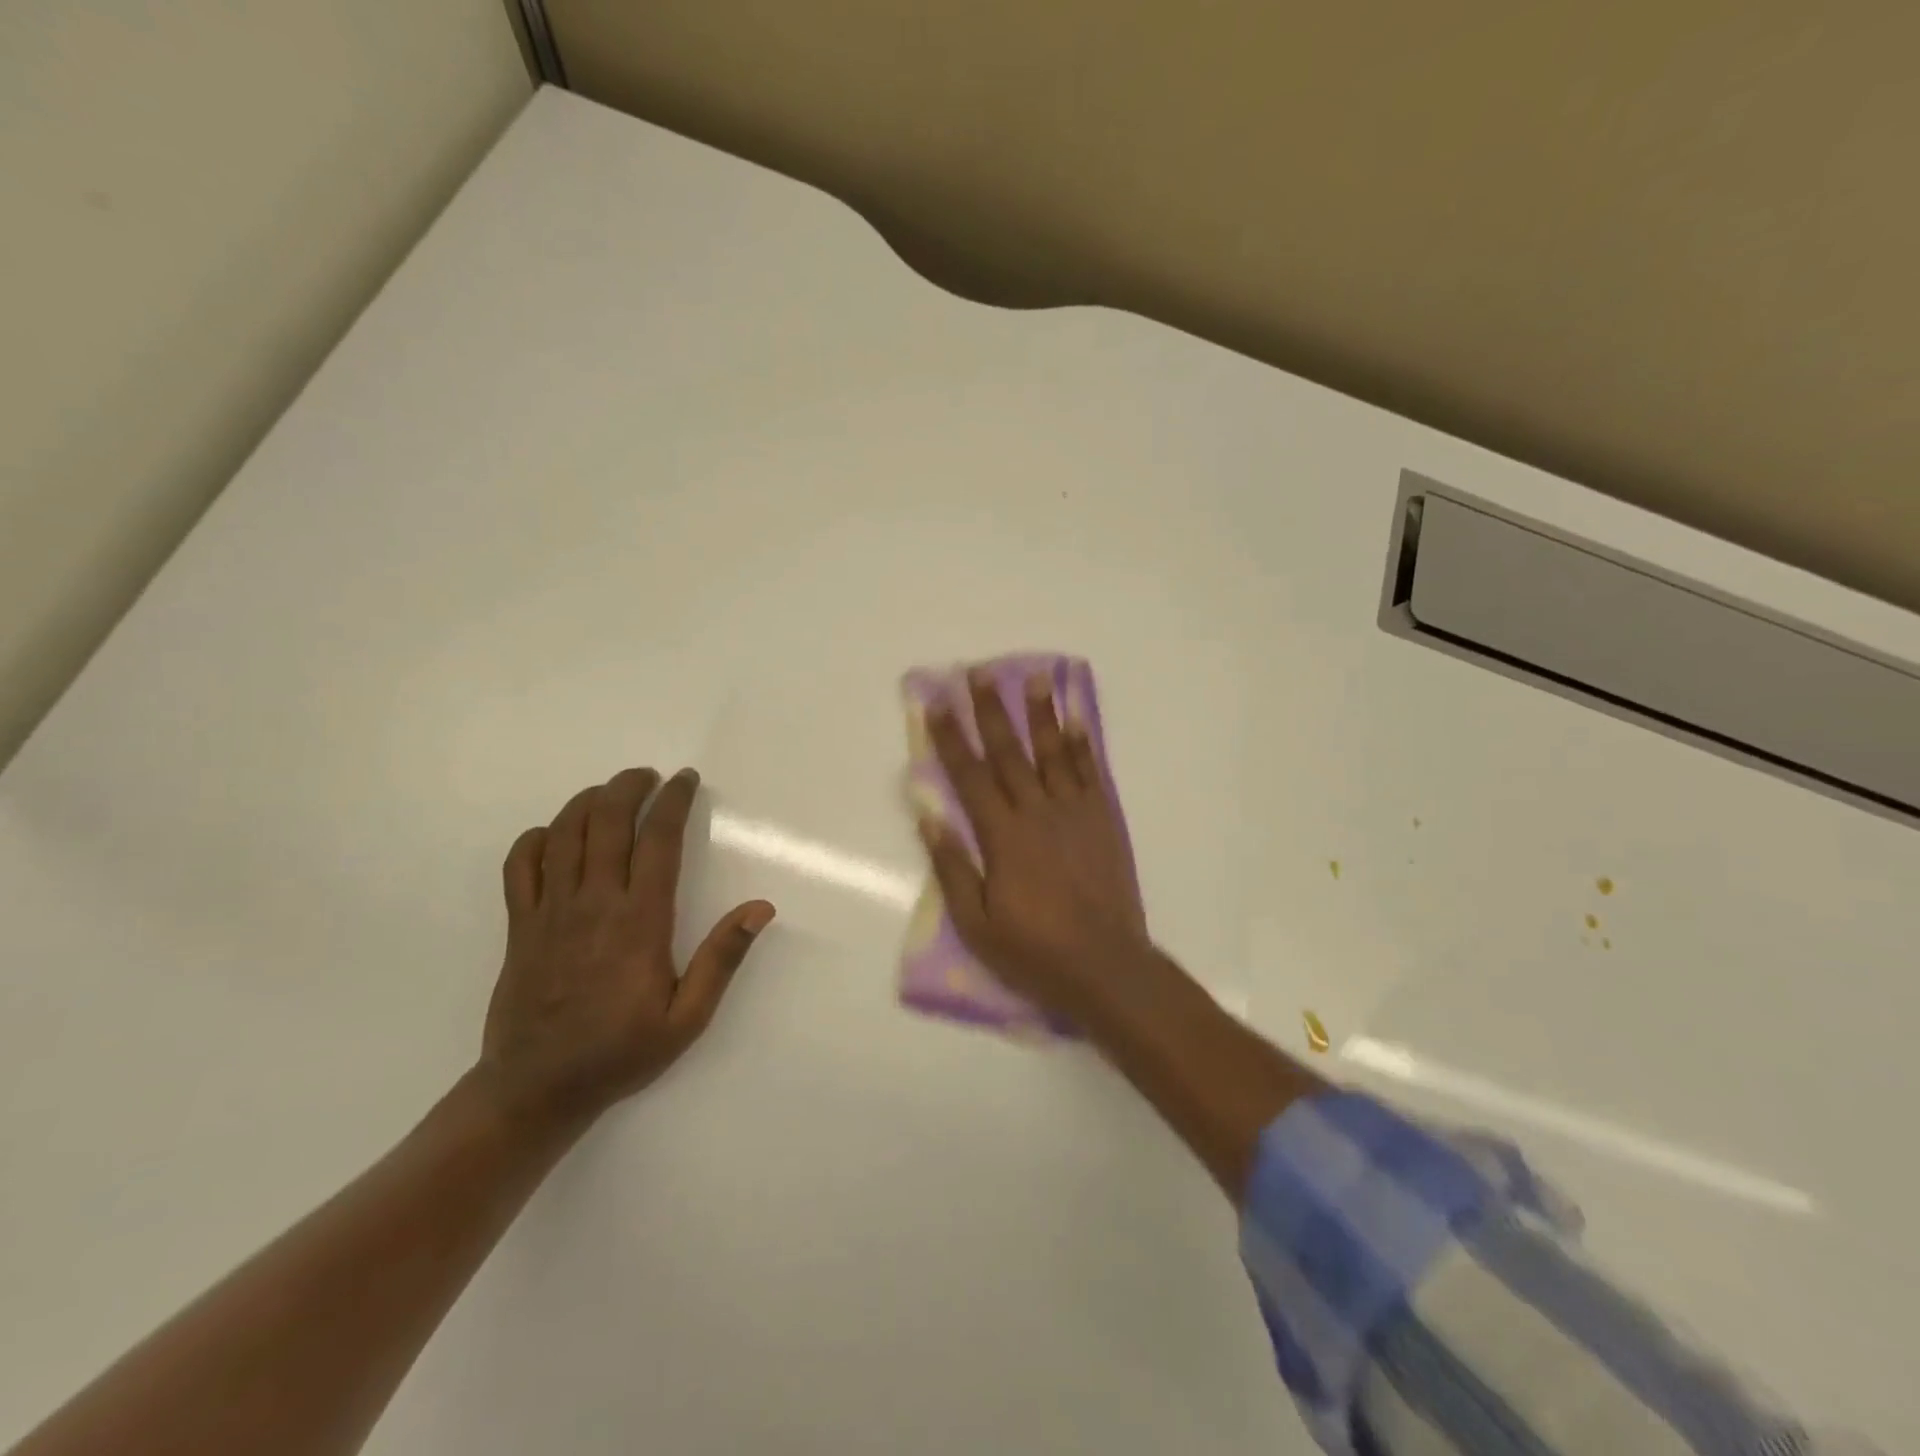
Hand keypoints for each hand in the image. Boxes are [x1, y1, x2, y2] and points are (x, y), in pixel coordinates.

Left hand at [477, 767, 774, 1126]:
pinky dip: (538, 838)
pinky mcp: (519, 926)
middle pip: (607, 822)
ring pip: (564, 834)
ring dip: (587, 801)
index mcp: (640, 920)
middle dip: (629, 787)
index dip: (673, 800)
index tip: (685, 779)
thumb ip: (722, 958)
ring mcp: (550, 912)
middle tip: (648, 777)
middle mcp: (594, 903)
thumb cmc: (621, 1051)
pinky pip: (521, 866)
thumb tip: (760, 908)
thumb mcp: (688, 1017)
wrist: (536, 1090)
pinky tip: (555, 834)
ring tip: (609, 792)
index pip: (658, 840)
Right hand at [918, 670, 1150, 1020]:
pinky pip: (1092, 773)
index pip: (970, 775)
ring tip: (1037, 677)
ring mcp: (1076, 813)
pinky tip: (1076, 721)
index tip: (938, 704)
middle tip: (982, 673)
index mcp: (1003, 836)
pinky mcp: (1104, 821)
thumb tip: (930, 816)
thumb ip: (952, 867)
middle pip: (1010, 752)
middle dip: (992, 710)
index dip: (952, 738)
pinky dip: (1083, 745)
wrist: (1106, 966)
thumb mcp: (976, 923)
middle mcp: (1038, 813)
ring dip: (1043, 714)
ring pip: (1054, 753)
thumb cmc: (1034, 951)